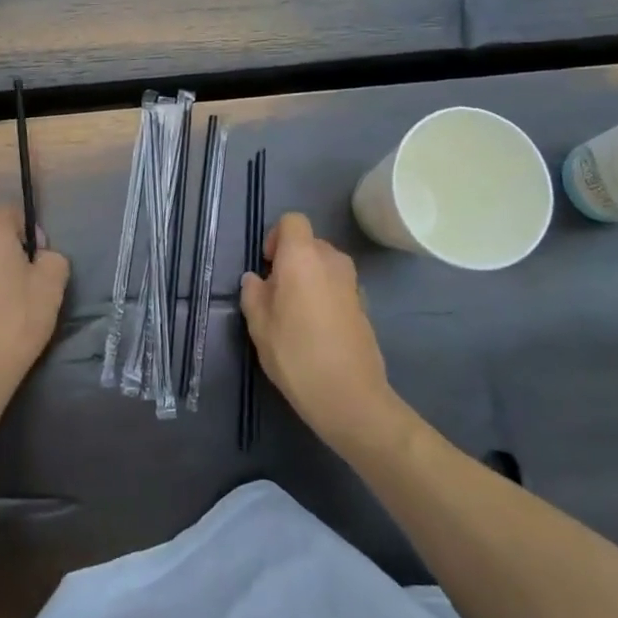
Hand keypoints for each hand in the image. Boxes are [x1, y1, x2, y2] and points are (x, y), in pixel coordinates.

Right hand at [240, 213, 400, 457]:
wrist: (350, 396)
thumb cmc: (296, 354)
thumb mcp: (259, 325)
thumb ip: (253, 294)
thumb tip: (256, 280)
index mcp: (302, 256)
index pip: (292, 220)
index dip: (276, 237)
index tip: (267, 266)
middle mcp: (331, 260)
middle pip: (309, 242)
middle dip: (291, 260)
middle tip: (276, 293)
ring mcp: (352, 283)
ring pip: (325, 265)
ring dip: (309, 278)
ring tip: (295, 313)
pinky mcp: (364, 305)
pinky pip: (338, 286)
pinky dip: (325, 296)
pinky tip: (317, 330)